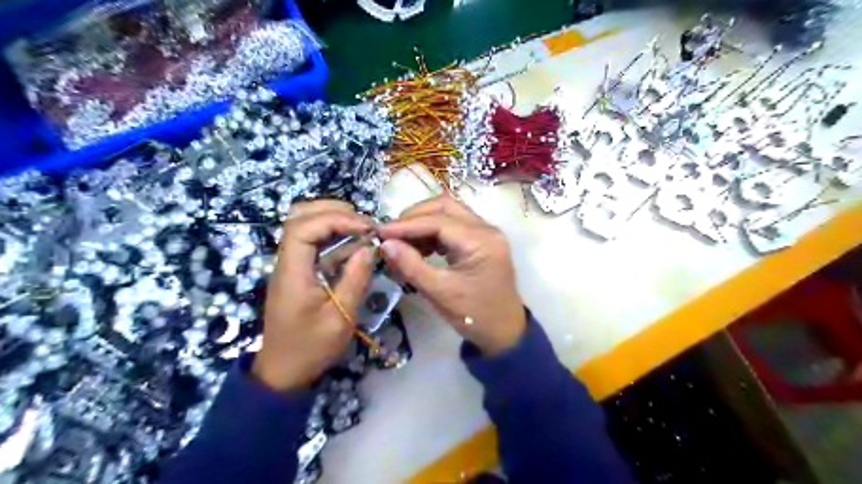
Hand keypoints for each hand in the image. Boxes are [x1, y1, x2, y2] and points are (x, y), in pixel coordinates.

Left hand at [255, 200, 378, 392]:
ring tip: (362, 229)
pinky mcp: (299, 273)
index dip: (335, 219)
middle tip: (364, 223)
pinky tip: (355, 246)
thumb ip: (355, 279)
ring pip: (304, 226)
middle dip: (333, 211)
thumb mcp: (340, 317)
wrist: (283, 372)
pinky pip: (313, 243)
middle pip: (298, 217)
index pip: (303, 227)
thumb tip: (370, 247)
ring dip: (333, 220)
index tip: (366, 229)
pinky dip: (334, 237)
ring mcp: (291, 266)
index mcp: (292, 272)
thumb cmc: (311, 348)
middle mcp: (287, 262)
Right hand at [378, 194, 525, 357]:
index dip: (407, 225)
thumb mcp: (440, 293)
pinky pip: (452, 226)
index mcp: (482, 240)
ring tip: (401, 243)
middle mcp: (486, 229)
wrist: (504, 333)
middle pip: (445, 207)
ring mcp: (485, 233)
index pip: (439, 220)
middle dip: (414, 217)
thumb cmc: (475, 316)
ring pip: (448, 213)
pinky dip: (432, 233)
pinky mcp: (480, 241)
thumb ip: (411, 266)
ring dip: (422, 223)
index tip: (380, 232)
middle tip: (391, 234)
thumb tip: (385, 244)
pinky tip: (418, 248)